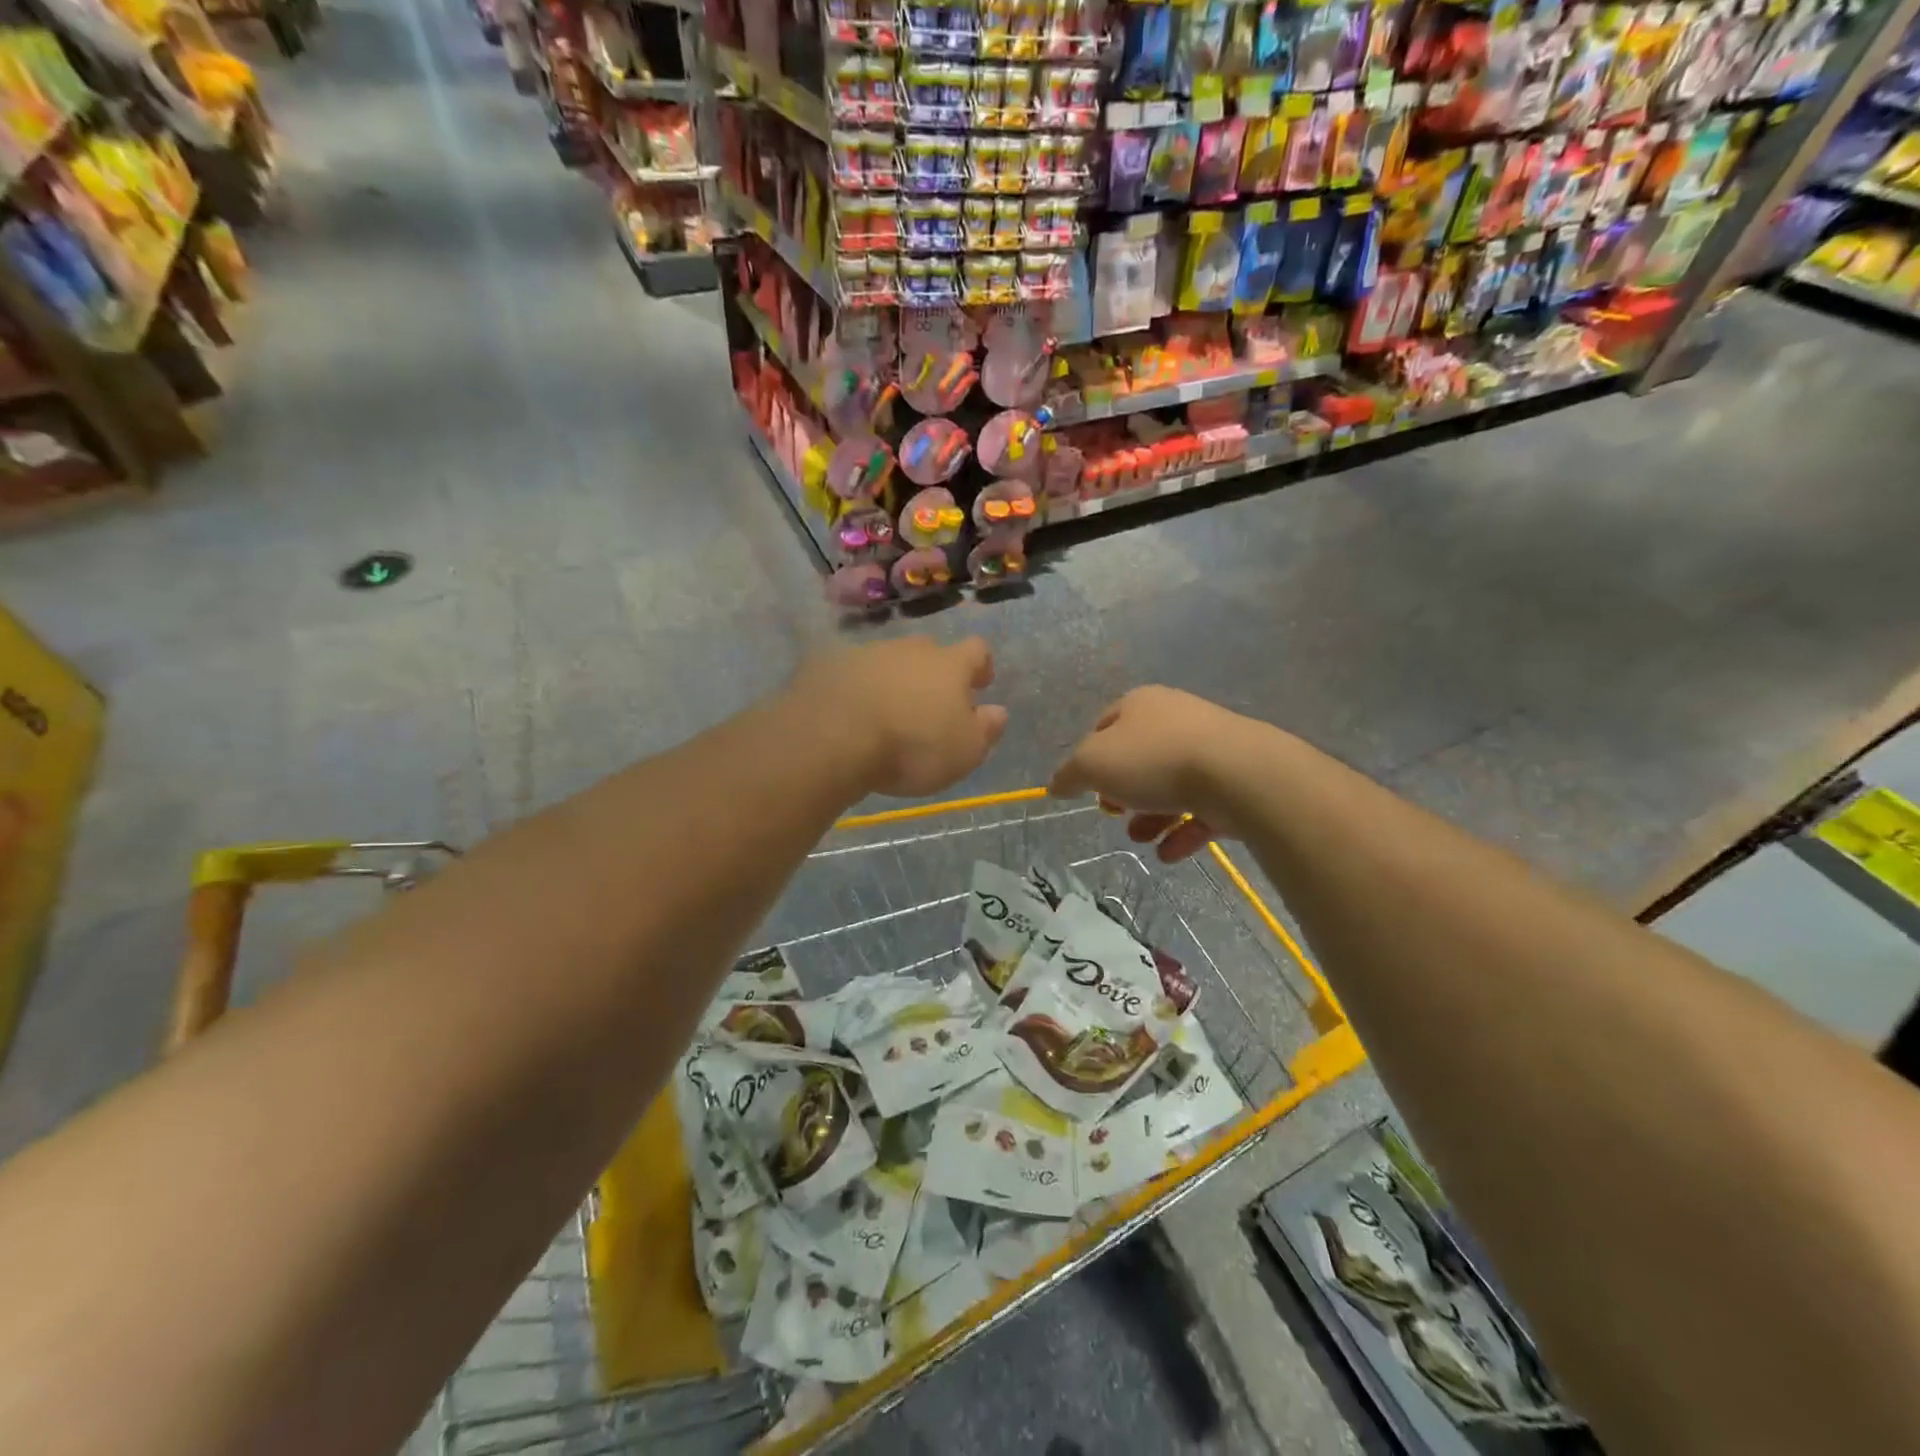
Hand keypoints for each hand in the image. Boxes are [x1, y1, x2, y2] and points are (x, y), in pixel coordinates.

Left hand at [790, 637, 1007, 797]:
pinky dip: (854, 689)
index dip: (981, 665)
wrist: (831, 737)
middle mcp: (908, 650)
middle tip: (929, 703)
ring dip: (891, 680)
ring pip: (886, 661)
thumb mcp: (964, 752)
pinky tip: (847, 715)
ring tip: (884, 713)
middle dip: (932, 672)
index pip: (976, 650)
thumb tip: (997, 712)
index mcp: (948, 665)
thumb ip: (985, 729)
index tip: (980, 683)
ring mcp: (864, 654)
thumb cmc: (912, 747)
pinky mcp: (825, 666)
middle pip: (928, 651)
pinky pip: (848, 674)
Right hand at [1050, 686, 1252, 860]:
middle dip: (1122, 792)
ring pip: (1170, 785)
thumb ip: (1069, 774)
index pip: (1104, 726)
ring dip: (1150, 816)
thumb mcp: (1093, 764)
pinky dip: (1182, 830)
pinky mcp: (1235, 780)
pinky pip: (1202, 807)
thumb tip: (1056, 785)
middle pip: (1138, 758)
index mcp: (1140, 704)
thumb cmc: (1154, 759)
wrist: (1238, 773)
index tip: (1086, 789)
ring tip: (1141, 839)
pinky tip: (1169, 854)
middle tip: (1113, 814)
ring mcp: (1210, 749)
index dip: (1089, 759)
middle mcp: (1175, 719)